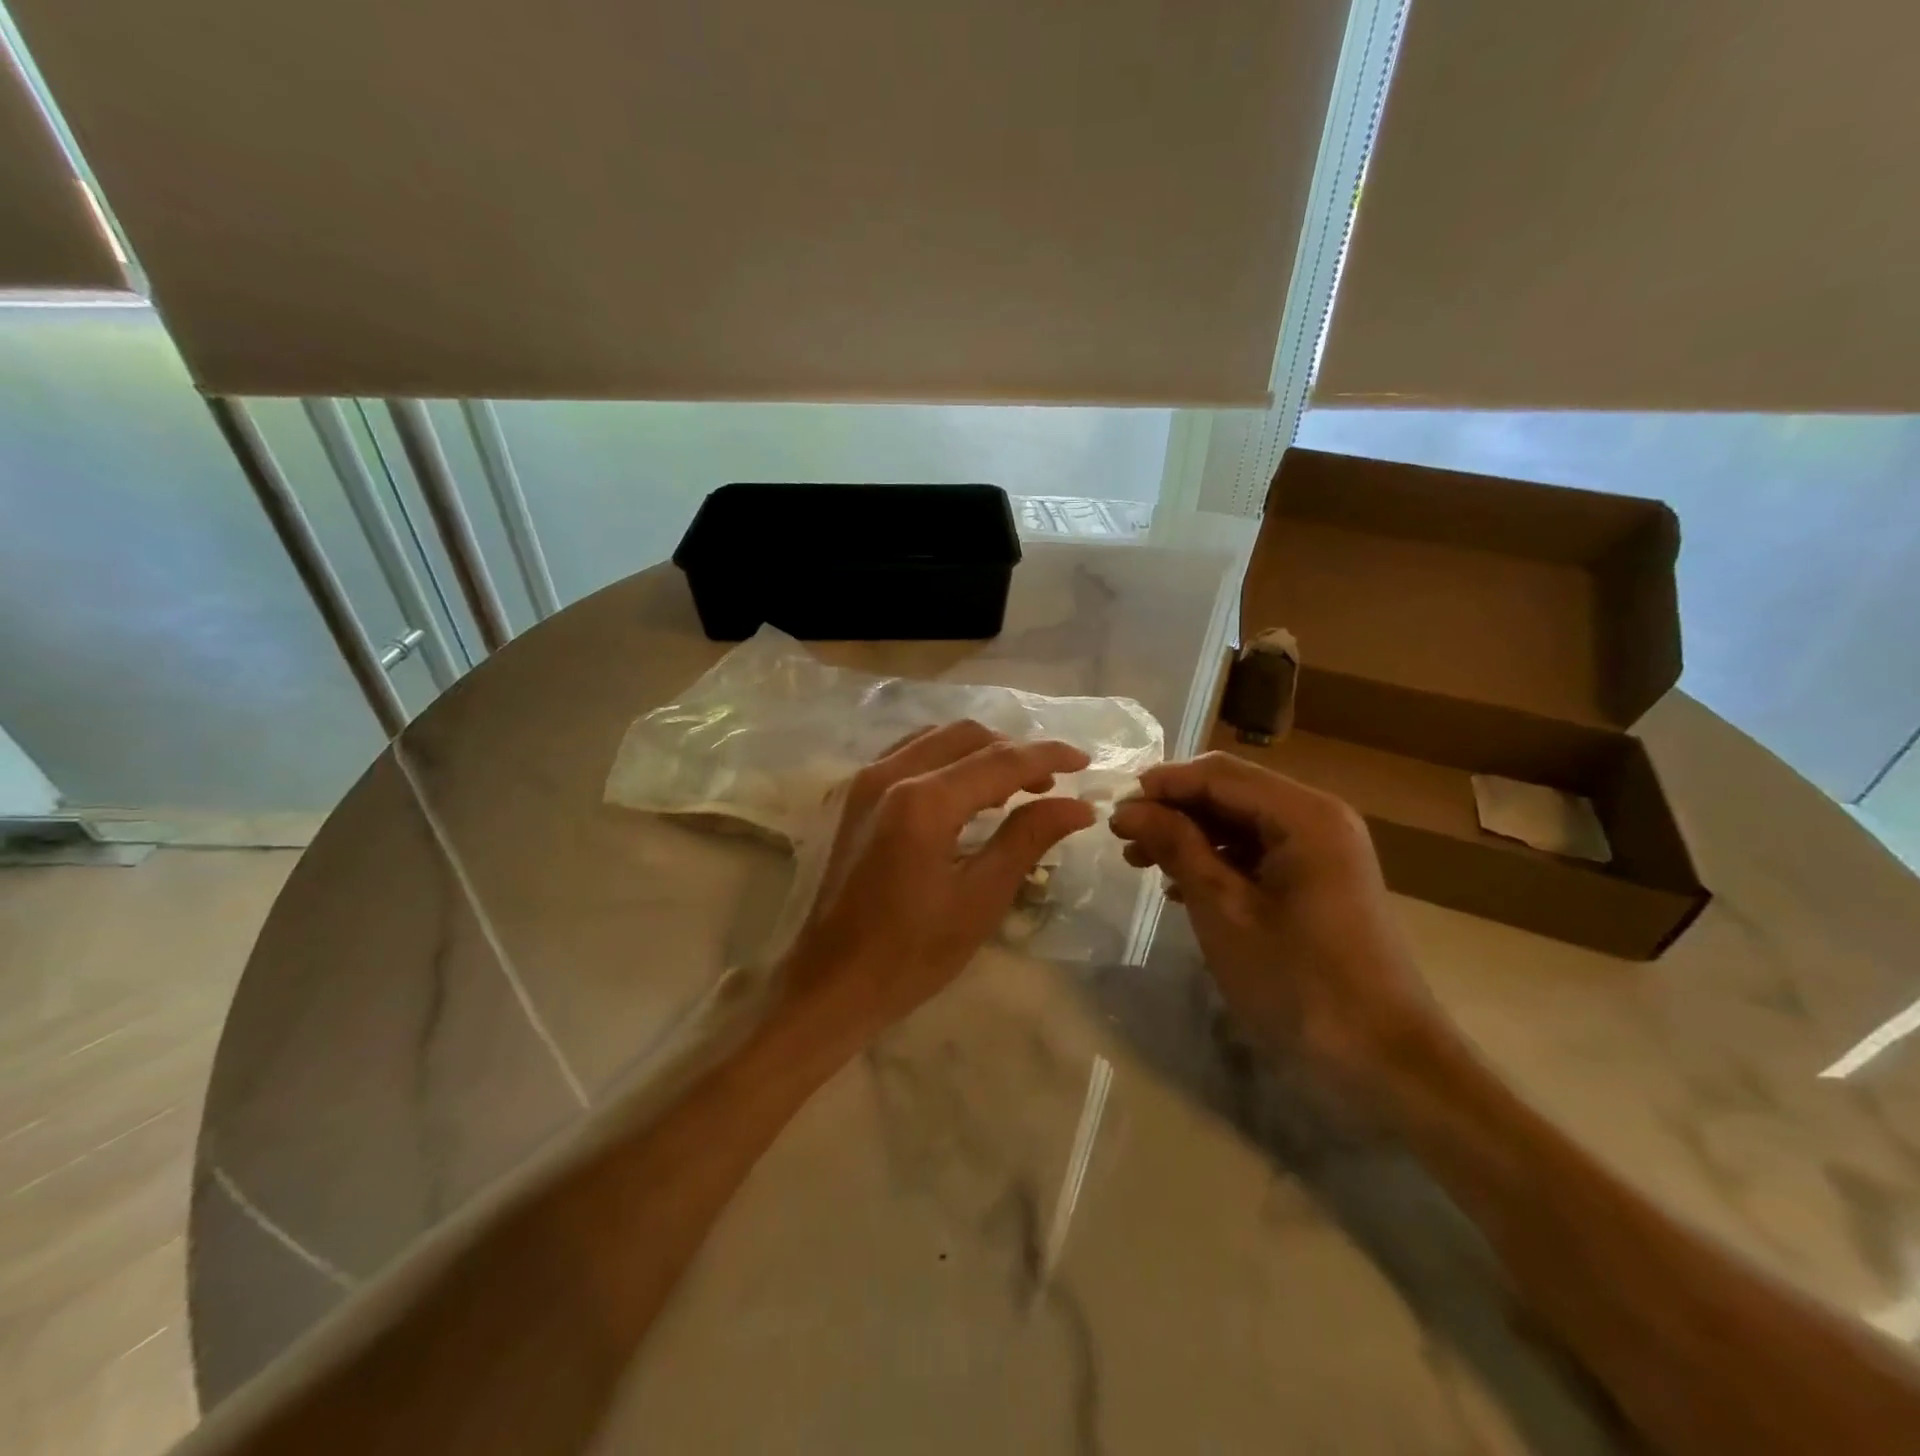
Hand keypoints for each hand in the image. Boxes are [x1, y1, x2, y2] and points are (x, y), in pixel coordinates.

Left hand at [778, 720, 1096, 1046]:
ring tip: (1011, 786)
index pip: (1000, 760)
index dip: (1048, 756)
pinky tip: (960, 793)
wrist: (826, 984)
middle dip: (1013, 750)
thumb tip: (1078, 805)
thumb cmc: (909, 954)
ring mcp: (860, 781)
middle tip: (1048, 782)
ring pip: (933, 739)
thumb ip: (1027, 839)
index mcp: (923, 801)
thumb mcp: (979, 900)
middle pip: (966, 735)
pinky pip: (904, 756)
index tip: (1085, 761)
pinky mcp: (846, 796)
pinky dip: (942, 761)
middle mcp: (888, 774)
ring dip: (977, 751)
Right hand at [1109, 753, 1441, 1088]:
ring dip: (1189, 835)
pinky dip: (1216, 860)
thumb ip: (1177, 847)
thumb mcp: (1224, 910)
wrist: (1385, 1060)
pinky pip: (1258, 850)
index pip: (1217, 774)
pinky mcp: (1320, 878)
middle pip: (1230, 791)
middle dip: (1173, 810)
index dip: (1161, 786)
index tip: (1112, 811)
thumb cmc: (1298, 982)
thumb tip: (1129, 808)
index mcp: (1303, 814)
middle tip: (1122, 839)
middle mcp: (1318, 817)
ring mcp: (1323, 848)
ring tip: (1141, 862)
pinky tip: (1180, 887)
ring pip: (1240, 821)